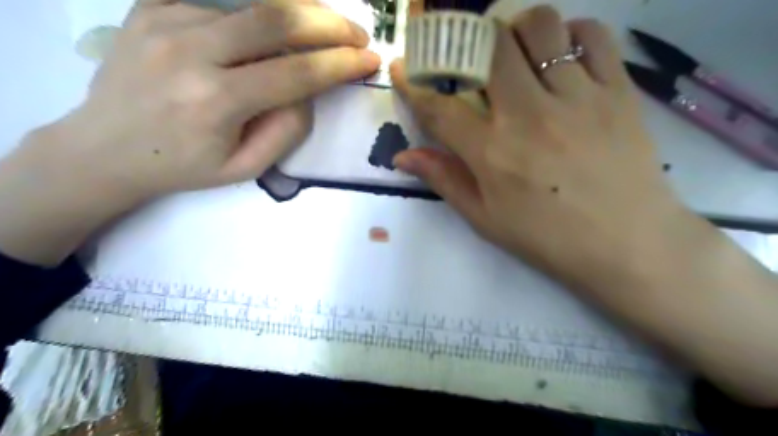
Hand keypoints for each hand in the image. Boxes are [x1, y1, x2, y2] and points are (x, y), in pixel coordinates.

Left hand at [65, 0, 379, 199]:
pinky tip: (278, 19)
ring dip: (300, 8)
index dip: (340, 64)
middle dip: (329, 22)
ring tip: (325, 23)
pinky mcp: (153, 5)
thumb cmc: (184, 167)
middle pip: (276, 17)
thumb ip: (286, 130)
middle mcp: (190, 51)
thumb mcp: (245, 168)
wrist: (104, 148)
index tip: (369, 60)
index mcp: (215, 102)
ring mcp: (166, 19)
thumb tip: (310, 90)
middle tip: (357, 33)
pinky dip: (260, 5)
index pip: (296, 73)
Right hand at [396, 5, 693, 293]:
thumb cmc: (547, 237)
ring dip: (517, 30)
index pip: (440, 108)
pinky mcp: (617, 91)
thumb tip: (403, 156)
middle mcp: (529, 115)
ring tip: (515, 53)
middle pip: (489, 47)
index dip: (413, 84)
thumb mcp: (485, 218)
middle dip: (467, 42)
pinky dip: (570, 34)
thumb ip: (444, 179)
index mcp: (492, 153)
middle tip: (467, 57)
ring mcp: (577, 98)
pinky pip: (593, 35)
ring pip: (540, 27)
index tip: (402, 67)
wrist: (628, 244)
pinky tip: (562, 57)